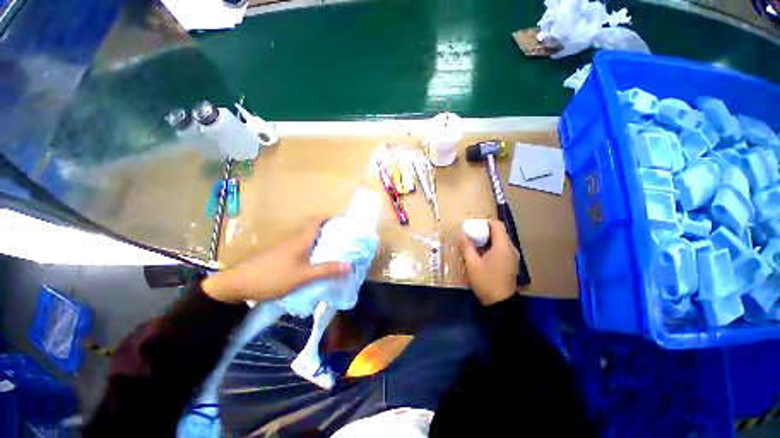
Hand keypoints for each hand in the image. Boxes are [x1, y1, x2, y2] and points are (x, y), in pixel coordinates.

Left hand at [202, 219, 350, 303]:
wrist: (238, 284)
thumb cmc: (273, 276)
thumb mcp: (302, 275)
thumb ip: (325, 270)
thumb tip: (349, 264)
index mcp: (301, 239)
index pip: (318, 221)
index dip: (331, 217)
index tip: (344, 220)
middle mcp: (295, 239)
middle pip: (315, 229)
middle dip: (330, 230)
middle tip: (345, 238)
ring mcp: (287, 247)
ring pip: (309, 239)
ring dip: (322, 241)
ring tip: (336, 249)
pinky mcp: (281, 255)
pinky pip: (303, 248)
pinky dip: (313, 250)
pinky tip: (317, 261)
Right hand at [458, 219, 518, 305]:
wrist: (500, 303)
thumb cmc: (486, 281)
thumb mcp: (472, 263)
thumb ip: (466, 246)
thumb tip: (461, 234)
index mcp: (503, 246)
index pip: (497, 225)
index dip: (485, 222)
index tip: (473, 226)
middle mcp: (511, 249)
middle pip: (500, 232)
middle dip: (485, 231)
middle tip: (471, 235)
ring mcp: (513, 257)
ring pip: (501, 241)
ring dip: (488, 239)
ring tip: (474, 244)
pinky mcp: (511, 264)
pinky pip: (502, 249)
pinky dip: (492, 247)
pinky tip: (482, 254)